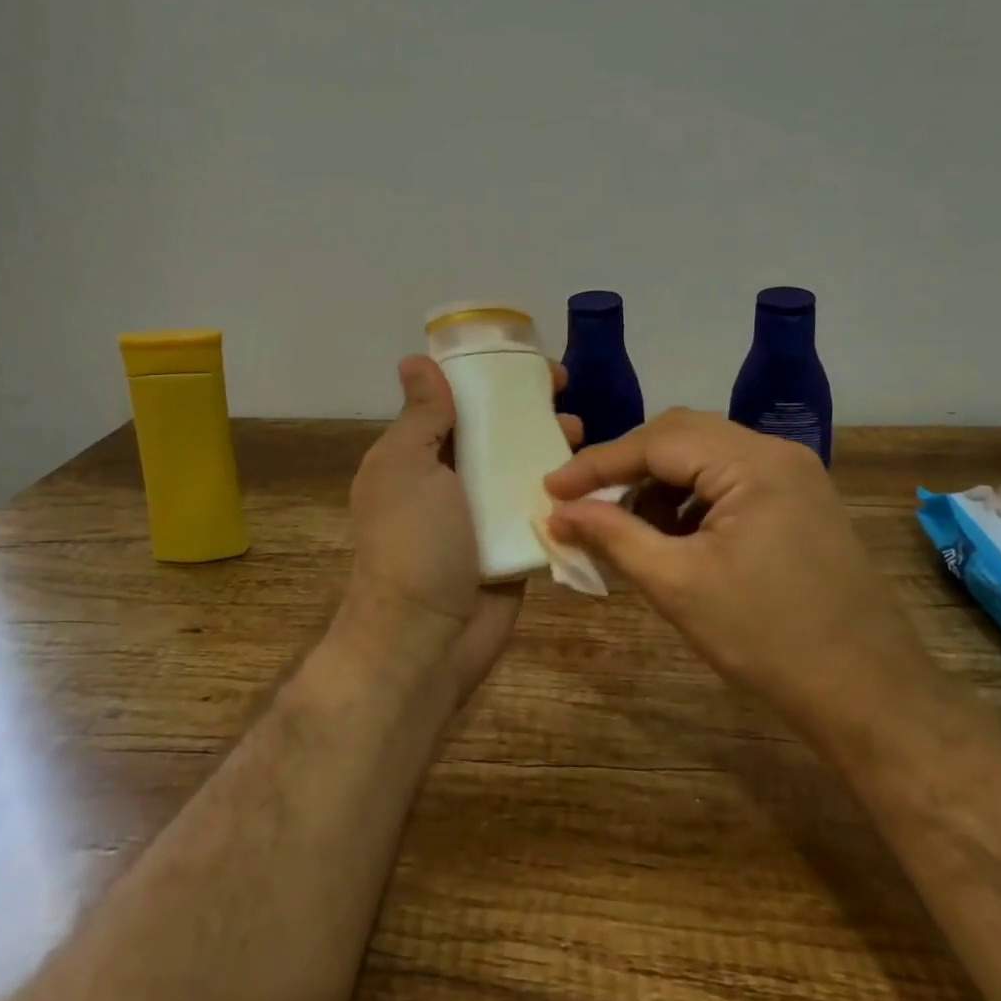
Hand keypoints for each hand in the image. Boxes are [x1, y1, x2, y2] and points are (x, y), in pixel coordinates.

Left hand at [342, 355, 579, 704]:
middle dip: (528, 407)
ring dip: (549, 442)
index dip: (489, 376)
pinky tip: (592, 474)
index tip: (527, 364)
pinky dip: (562, 487)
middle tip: (565, 393)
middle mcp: (448, 478)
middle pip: (494, 429)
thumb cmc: (413, 543)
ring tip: (578, 431)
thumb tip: (414, 360)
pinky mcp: (513, 542)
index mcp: (416, 455)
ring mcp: (482, 512)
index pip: (455, 400)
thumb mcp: (408, 466)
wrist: (426, 641)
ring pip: (520, 464)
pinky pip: (538, 504)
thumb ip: (422, 415)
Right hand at [543, 410, 931, 738]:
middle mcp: (776, 453)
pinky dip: (689, 500)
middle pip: (680, 437)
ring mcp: (795, 476)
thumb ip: (613, 536)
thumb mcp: (678, 586)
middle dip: (626, 468)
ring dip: (657, 484)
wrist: (873, 700)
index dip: (597, 464)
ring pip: (704, 457)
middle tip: (581, 501)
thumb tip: (558, 511)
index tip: (550, 488)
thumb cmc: (769, 641)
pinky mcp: (800, 503)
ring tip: (624, 526)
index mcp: (752, 462)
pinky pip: (729, 481)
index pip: (656, 441)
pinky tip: (671, 536)